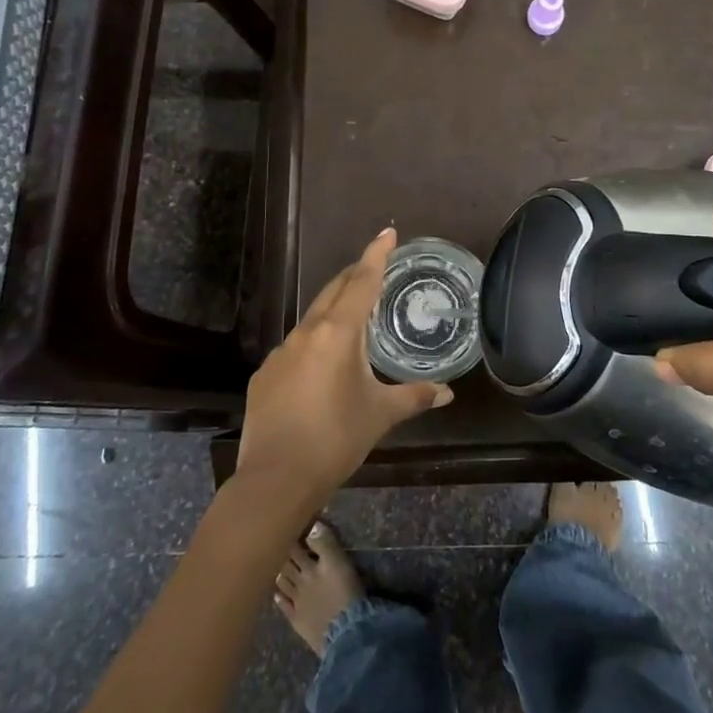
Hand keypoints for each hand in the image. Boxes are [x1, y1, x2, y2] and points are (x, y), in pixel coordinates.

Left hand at [236, 229, 452, 502]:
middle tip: (375, 266)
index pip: (362, 281)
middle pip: (334, 290)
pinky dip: (315, 341)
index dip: (377, 255)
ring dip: (334, 307)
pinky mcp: (266, 374)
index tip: (387, 232)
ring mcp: (282, 352)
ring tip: (354, 314)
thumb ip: (415, 397)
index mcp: (339, 333)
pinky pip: (296, 346)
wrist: (275, 480)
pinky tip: (322, 363)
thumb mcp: (380, 415)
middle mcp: (308, 332)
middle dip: (355, 274)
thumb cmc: (336, 439)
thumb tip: (447, 393)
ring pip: (313, 317)